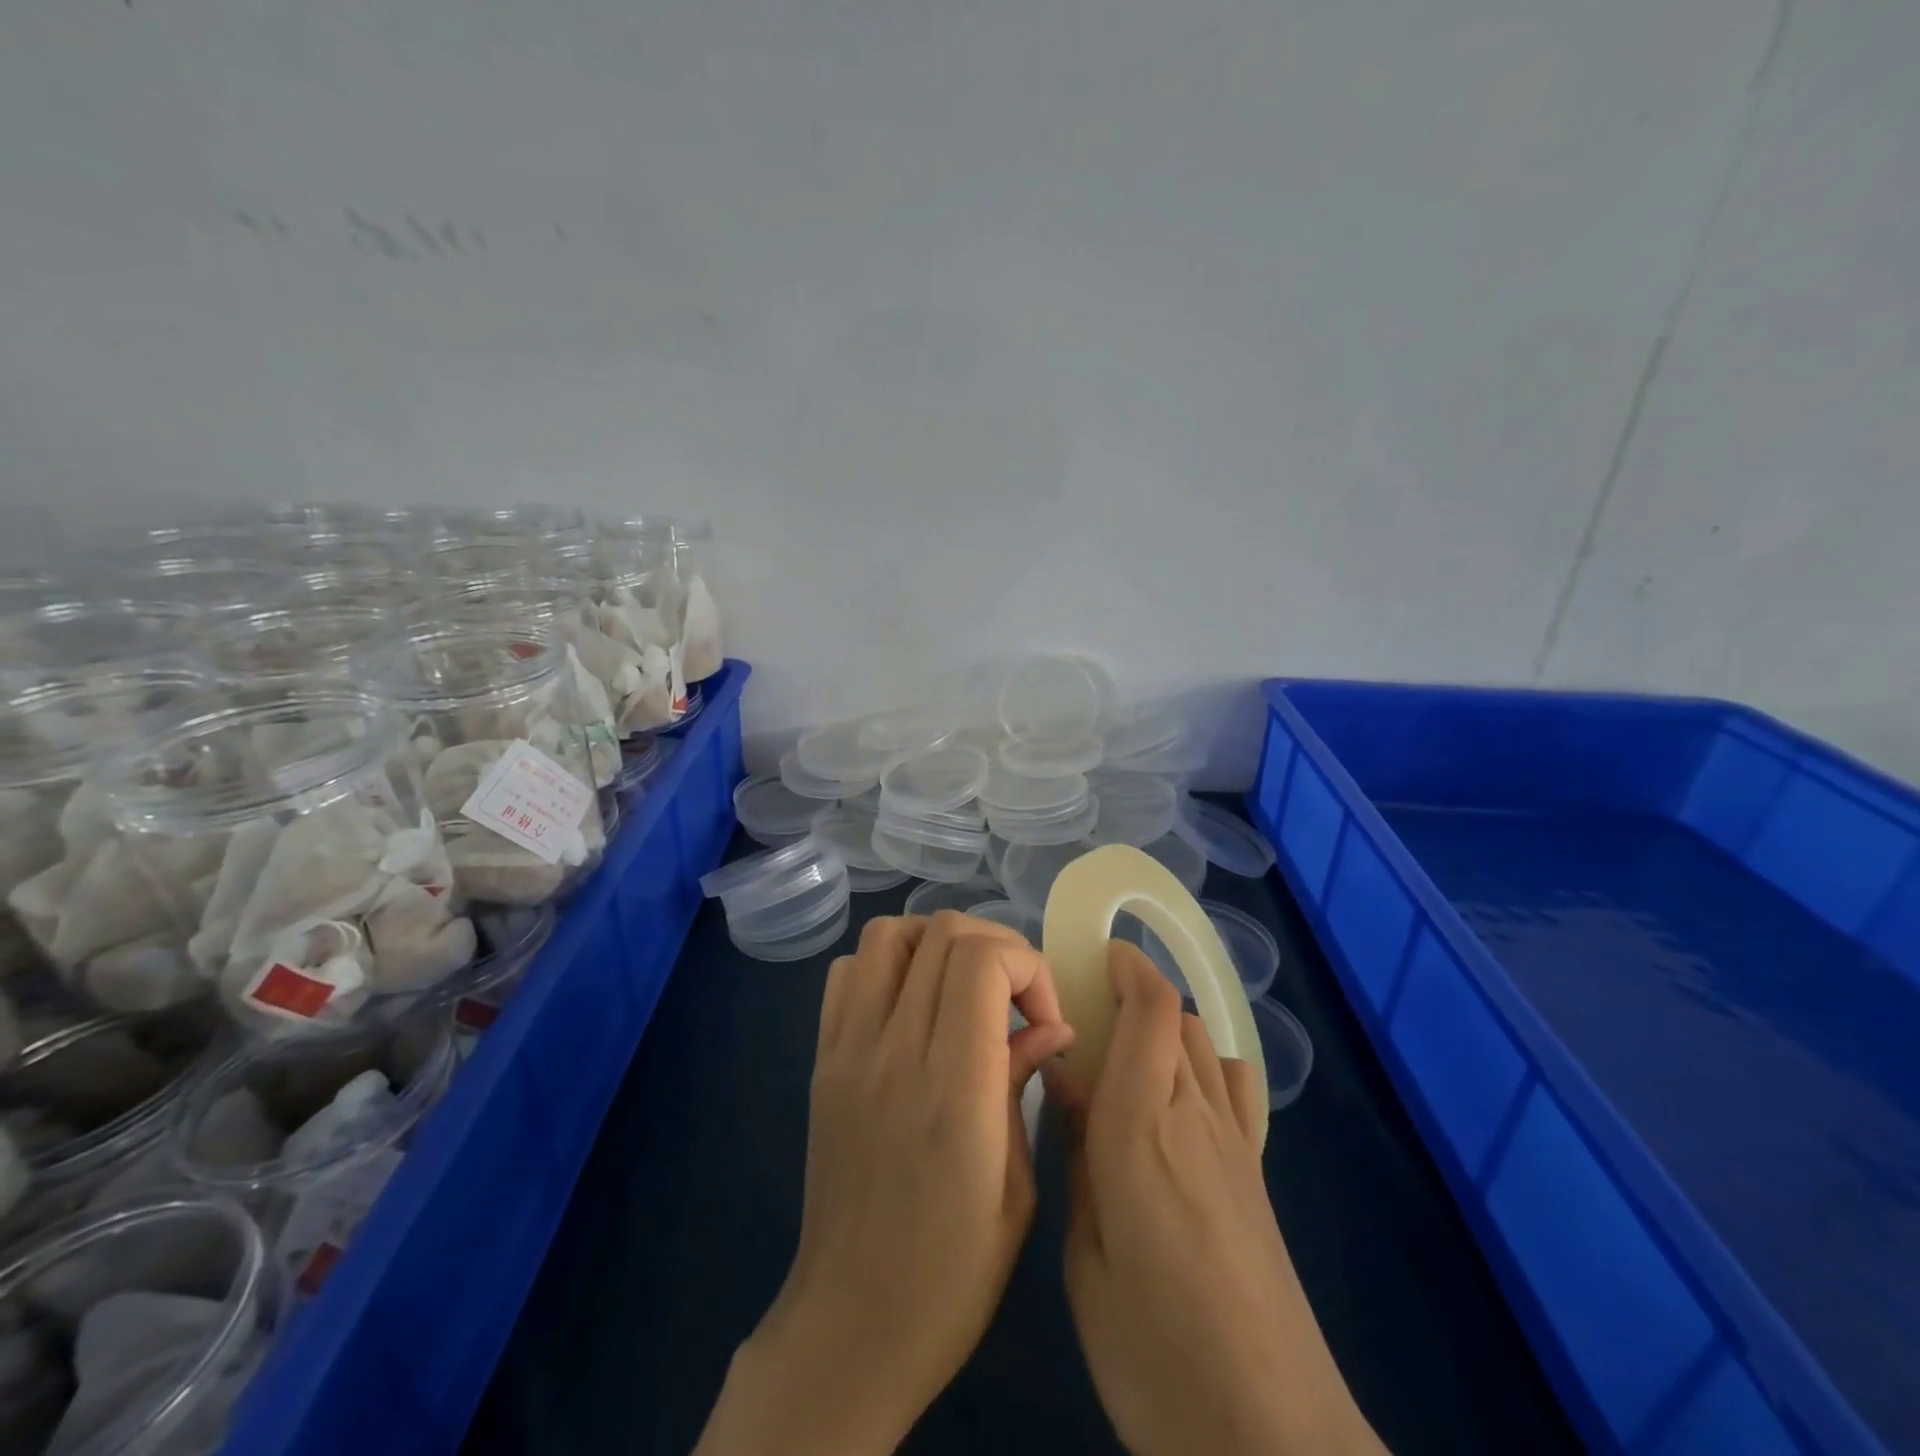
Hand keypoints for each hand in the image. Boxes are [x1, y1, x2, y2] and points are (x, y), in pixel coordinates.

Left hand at [696, 911, 1073, 1455]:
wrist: (851, 1323)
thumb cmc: (952, 1273)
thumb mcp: (1016, 1189)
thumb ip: (1023, 1084)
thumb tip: (1049, 1023)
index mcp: (953, 1090)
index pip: (980, 961)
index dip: (1026, 965)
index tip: (1043, 1014)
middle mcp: (894, 1053)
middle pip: (940, 933)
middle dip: (995, 946)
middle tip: (1013, 997)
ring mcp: (848, 1050)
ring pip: (888, 935)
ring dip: (937, 942)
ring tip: (963, 987)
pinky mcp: (822, 1058)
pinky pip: (848, 972)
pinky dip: (887, 964)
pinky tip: (913, 1003)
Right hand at [1053, 942, 1384, 1455]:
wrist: (1269, 1436)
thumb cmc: (1153, 1351)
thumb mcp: (1085, 1256)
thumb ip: (1079, 1154)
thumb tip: (1065, 1080)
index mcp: (1142, 1127)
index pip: (1151, 1010)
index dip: (1128, 967)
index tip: (1096, 954)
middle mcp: (1195, 1115)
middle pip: (1178, 1017)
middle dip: (1136, 993)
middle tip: (1087, 1012)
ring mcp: (1236, 1143)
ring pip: (1204, 1044)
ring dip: (1167, 1025)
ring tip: (1125, 1053)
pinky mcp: (1258, 1173)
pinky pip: (1234, 1087)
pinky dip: (1204, 1063)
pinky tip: (1179, 1099)